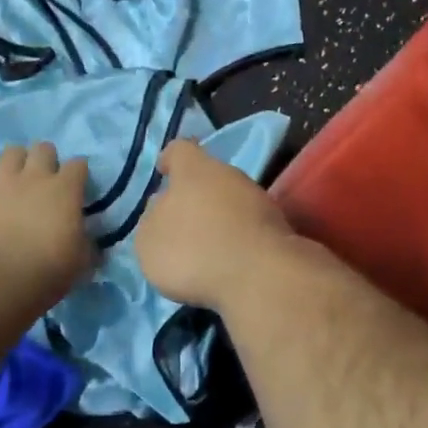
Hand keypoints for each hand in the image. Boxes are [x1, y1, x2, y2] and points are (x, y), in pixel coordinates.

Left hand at [0, 143, 94, 307]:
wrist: (2, 278)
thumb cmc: (50, 269)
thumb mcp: (82, 260)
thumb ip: (87, 244)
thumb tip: (90, 243)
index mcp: (66, 189)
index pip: (78, 165)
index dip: (79, 173)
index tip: (78, 186)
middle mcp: (35, 177)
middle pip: (43, 149)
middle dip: (47, 159)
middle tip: (46, 179)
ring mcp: (4, 182)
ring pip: (11, 152)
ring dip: (16, 162)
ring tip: (16, 178)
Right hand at [135, 139, 298, 309]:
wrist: (260, 277)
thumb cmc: (193, 251)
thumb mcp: (149, 240)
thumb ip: (152, 219)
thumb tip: (162, 207)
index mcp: (194, 170)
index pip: (180, 150)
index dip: (169, 160)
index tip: (163, 172)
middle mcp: (229, 175)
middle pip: (208, 178)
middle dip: (195, 197)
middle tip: (180, 224)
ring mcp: (259, 200)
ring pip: (231, 203)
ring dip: (218, 220)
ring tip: (203, 250)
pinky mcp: (278, 228)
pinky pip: (248, 228)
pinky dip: (237, 240)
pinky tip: (226, 263)